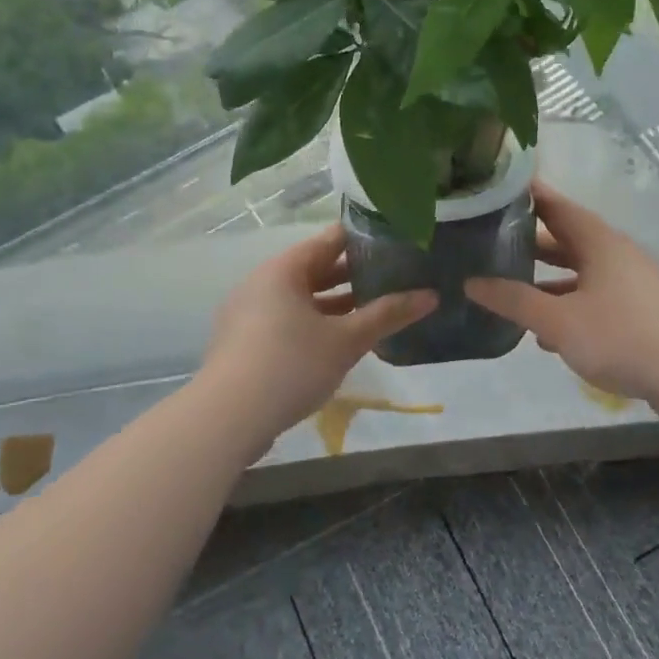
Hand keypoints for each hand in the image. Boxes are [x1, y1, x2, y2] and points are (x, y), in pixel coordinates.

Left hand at [200, 225, 436, 449]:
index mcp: (284, 269)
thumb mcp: (346, 340)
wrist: (227, 418)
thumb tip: (432, 296)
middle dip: (355, 275)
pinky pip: (287, 320)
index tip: (399, 243)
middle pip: (316, 268)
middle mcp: (263, 282)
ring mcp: (249, 313)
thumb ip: (387, 315)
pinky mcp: (245, 342)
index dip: (366, 239)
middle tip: (396, 277)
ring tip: (375, 310)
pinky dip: (315, 324)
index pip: (331, 240)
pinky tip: (340, 341)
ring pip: (302, 298)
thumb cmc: (291, 365)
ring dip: (337, 304)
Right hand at [465, 182, 658, 422]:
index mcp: (598, 242)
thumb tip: (471, 283)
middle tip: (490, 242)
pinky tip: (545, 335)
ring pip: (579, 274)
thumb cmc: (622, 335)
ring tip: (509, 289)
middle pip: (566, 240)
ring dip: (547, 282)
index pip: (556, 206)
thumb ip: (514, 301)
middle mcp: (615, 255)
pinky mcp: (638, 315)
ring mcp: (629, 285)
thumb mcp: (558, 320)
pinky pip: (593, 301)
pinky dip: (567, 309)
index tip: (494, 190)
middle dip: (530, 243)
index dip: (527, 196)